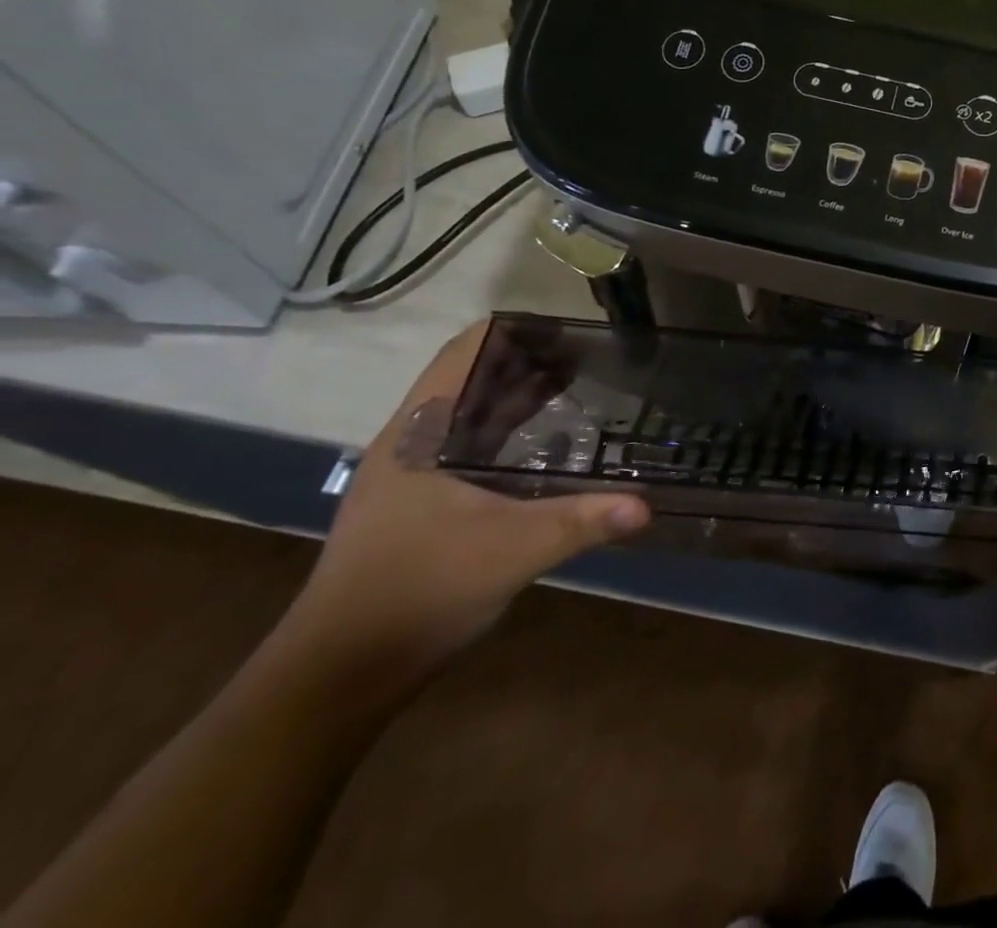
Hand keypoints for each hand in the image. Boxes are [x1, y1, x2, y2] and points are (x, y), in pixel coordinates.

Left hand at [279, 321, 649, 685]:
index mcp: (418, 434)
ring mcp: (411, 476)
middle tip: (591, 359)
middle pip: (472, 379)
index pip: (464, 352)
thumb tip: (647, 506)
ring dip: (520, 399)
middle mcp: (410, 443)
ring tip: (579, 390)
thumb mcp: (512, 551)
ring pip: (471, 416)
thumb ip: (582, 522)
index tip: (569, 331)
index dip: (514, 331)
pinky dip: (510, 434)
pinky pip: (471, 447)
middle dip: (529, 363)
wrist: (339, 676)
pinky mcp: (420, 504)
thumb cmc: (418, 592)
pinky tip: (548, 448)